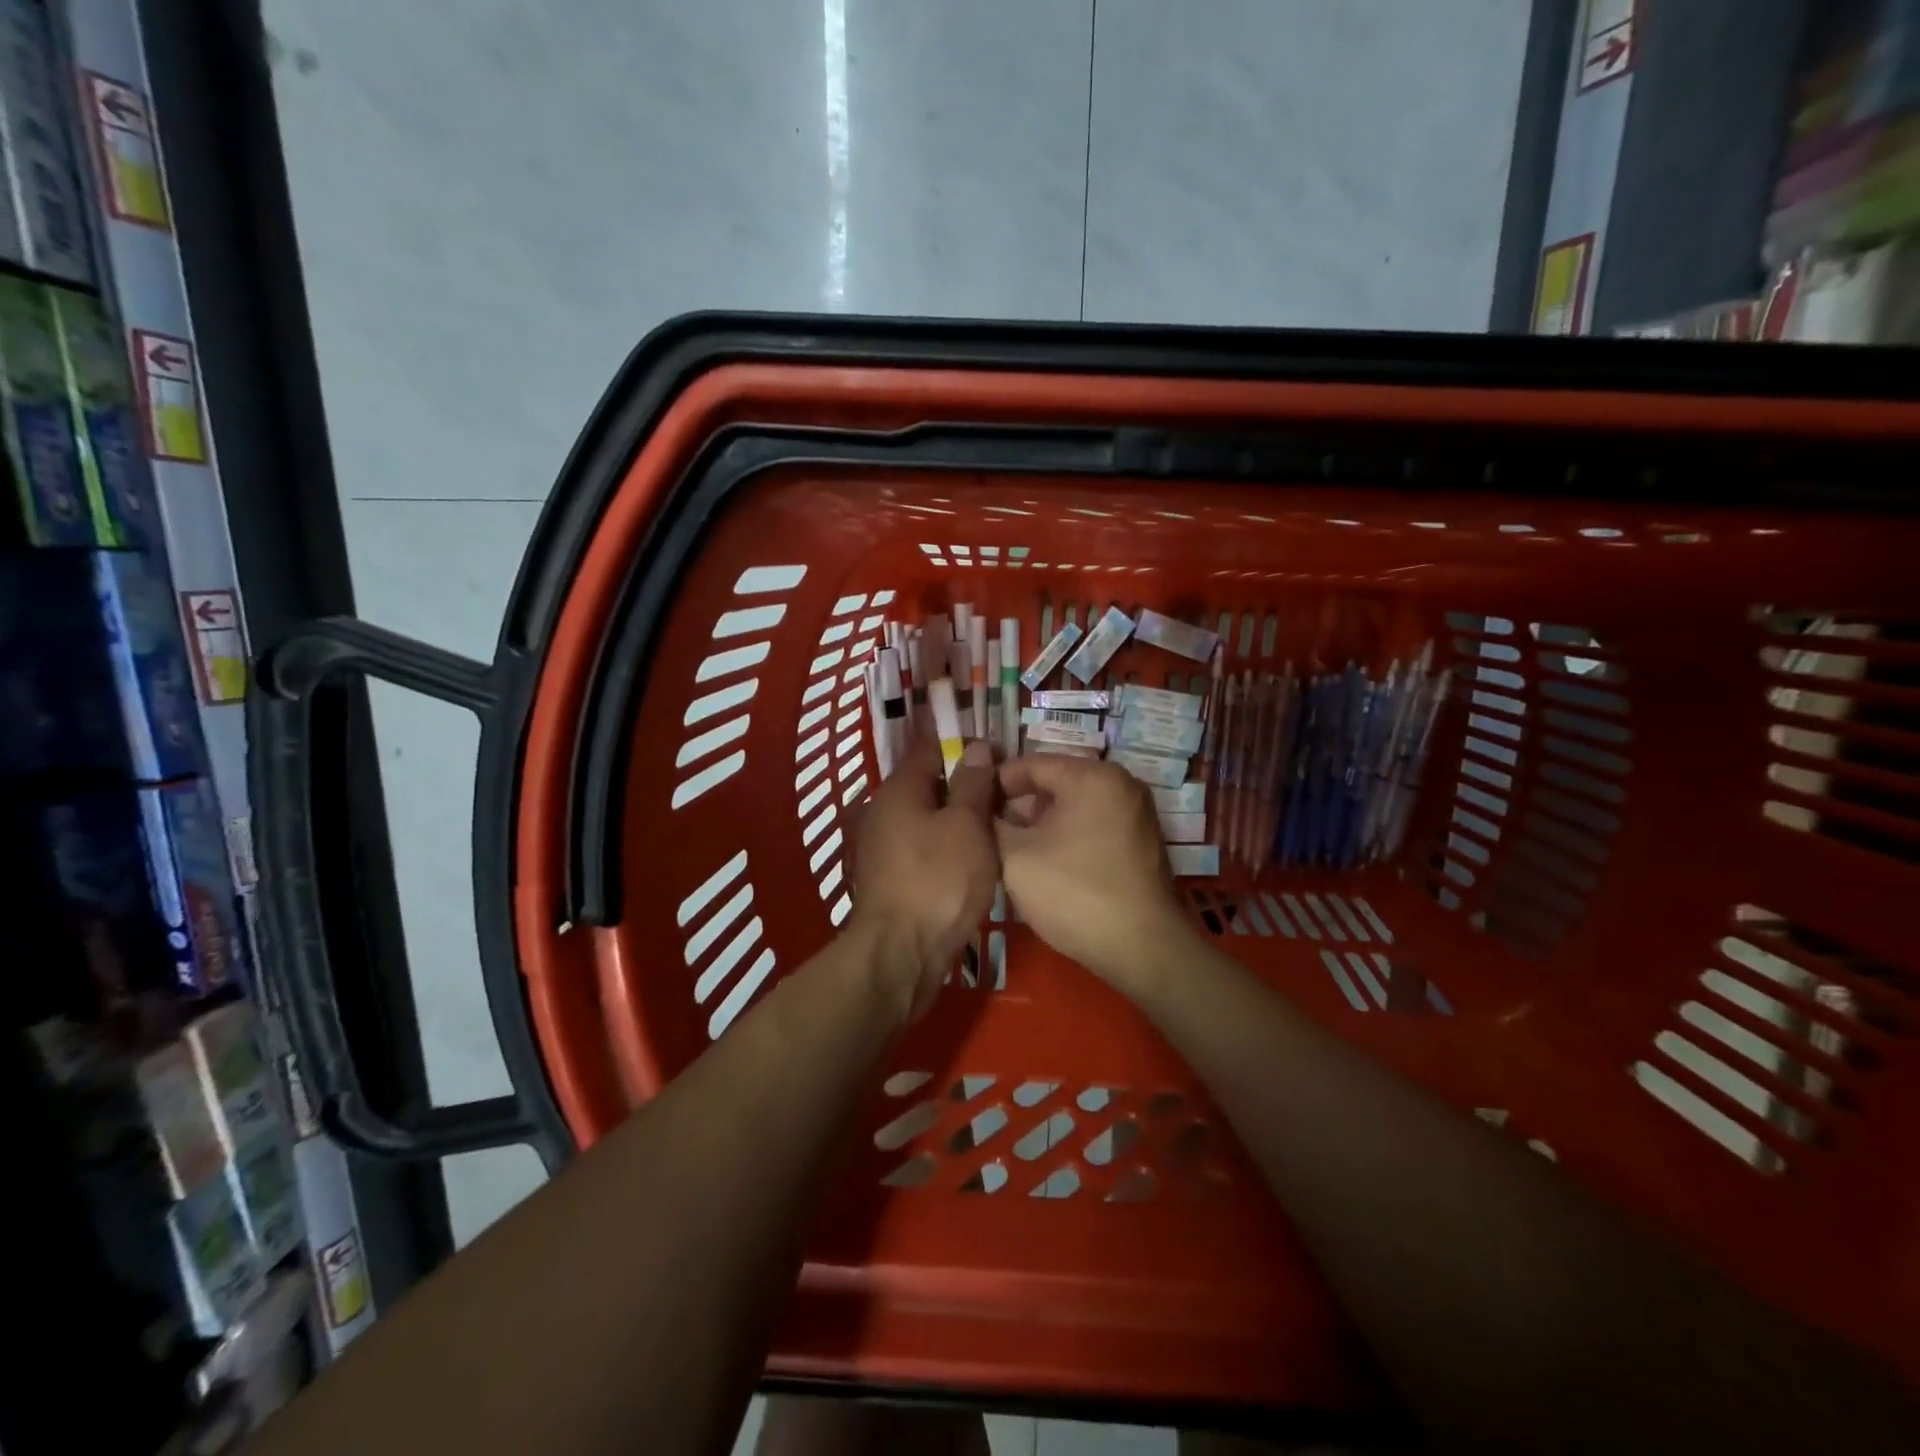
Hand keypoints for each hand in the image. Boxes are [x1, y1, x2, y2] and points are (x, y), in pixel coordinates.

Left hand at [850, 736, 998, 1020]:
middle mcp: (884, 812)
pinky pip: (925, 847)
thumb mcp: (967, 826)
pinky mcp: (892, 878)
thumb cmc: (938, 881)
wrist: (900, 954)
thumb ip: (973, 784)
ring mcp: (884, 848)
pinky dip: (948, 846)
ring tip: (998, 826)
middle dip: (966, 784)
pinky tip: (975, 858)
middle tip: (1007, 794)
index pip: (931, 748)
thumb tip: (977, 748)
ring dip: (959, 819)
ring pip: (928, 818)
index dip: (965, 746)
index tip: (1000, 755)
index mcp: (899, 790)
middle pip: (929, 784)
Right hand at [994, 754, 1193, 991]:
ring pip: (1073, 808)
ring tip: (1009, 853)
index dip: (993, 783)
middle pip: (1054, 783)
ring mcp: (1136, 814)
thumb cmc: (1073, 893)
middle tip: (986, 834)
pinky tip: (1044, 867)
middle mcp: (1121, 784)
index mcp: (1093, 776)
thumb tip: (980, 812)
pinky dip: (1066, 838)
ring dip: (1040, 826)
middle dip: (1017, 807)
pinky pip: (1093, 827)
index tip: (968, 806)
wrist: (1141, 950)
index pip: (1030, 763)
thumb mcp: (1015, 856)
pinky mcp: (1140, 844)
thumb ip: (990, 824)